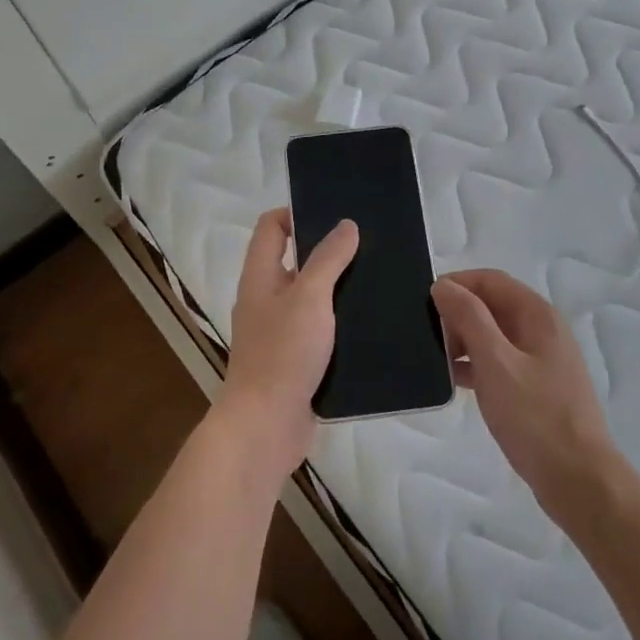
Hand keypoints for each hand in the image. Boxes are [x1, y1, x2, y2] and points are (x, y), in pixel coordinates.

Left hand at [216, 209, 359, 486]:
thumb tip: (346, 225)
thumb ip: (328, 260)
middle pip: (295, 261)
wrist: (266, 426)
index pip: (271, 227)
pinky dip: (341, 325)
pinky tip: (373, 324)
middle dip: (328, 252)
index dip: (298, 212)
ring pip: (312, 299)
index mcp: (260, 277)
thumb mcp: (309, 298)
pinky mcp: (297, 361)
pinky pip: (321, 333)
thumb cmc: (283, 353)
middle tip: (370, 246)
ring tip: (379, 281)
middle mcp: (266, 300)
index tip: (336, 214)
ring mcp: (280, 332)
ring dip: (339, 290)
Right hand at [431, 270, 619, 516]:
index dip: (457, 284)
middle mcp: (542, 330)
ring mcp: (541, 360)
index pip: (491, 280)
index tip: (424, 303)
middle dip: (458, 314)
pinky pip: (499, 362)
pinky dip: (475, 365)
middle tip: (430, 338)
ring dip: (464, 341)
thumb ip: (468, 318)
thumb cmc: (535, 416)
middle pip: (492, 305)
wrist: (577, 478)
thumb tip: (443, 286)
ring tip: (437, 360)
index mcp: (538, 315)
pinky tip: (454, 381)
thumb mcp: (495, 362)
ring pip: (494, 335)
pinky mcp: (535, 387)